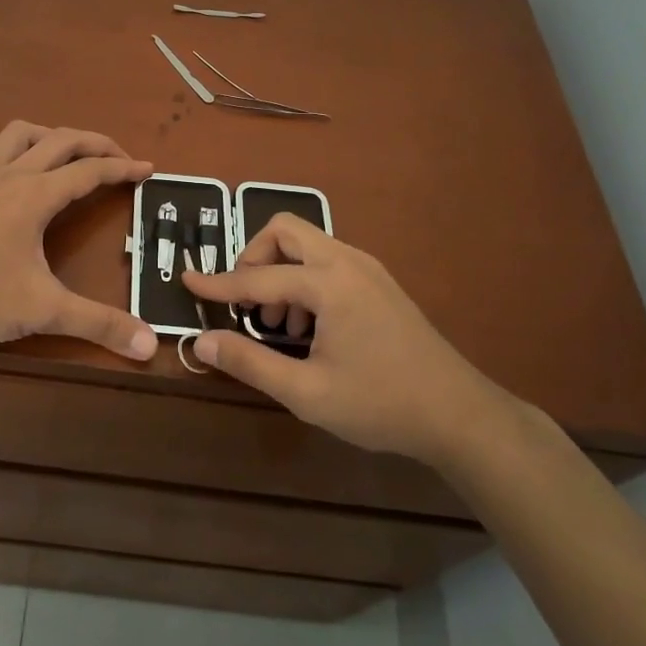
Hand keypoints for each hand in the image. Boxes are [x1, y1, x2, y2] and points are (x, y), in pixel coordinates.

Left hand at [0, 121, 158, 360]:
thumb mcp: (45, 310)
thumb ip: (99, 324)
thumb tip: (149, 345)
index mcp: (36, 195)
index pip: (90, 171)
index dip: (123, 169)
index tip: (148, 169)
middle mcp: (10, 173)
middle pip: (62, 140)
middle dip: (96, 144)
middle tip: (118, 158)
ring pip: (20, 133)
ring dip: (51, 136)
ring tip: (66, 155)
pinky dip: (11, 151)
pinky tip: (10, 171)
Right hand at [183, 213, 502, 464]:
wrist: (459, 414)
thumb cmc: (380, 404)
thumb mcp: (307, 393)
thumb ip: (251, 362)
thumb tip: (202, 341)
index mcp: (329, 283)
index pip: (257, 276)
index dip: (218, 284)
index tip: (186, 281)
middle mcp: (347, 261)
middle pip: (285, 231)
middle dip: (255, 258)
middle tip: (247, 303)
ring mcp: (368, 268)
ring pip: (308, 244)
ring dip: (281, 271)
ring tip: (280, 324)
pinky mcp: (379, 282)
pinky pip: (328, 261)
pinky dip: (305, 279)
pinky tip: (310, 327)